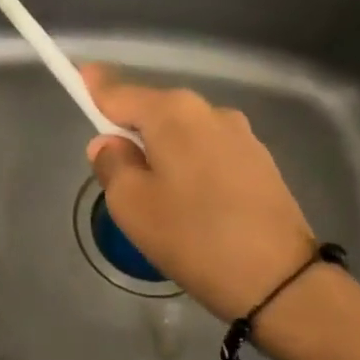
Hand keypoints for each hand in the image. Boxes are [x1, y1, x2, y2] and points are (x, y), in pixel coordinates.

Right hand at [81, 64, 315, 321]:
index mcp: (172, 113)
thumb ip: (111, 164)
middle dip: (131, 129)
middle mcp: (208, 110)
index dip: (94, 87)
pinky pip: (209, 151)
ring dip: (164, 150)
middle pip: (153, 110)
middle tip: (117, 170)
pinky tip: (194, 203)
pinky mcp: (261, 161)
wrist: (282, 282)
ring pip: (183, 133)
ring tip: (160, 197)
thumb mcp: (132, 205)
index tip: (77, 77)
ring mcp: (241, 134)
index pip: (118, 91)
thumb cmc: (193, 237)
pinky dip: (192, 165)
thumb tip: (110, 143)